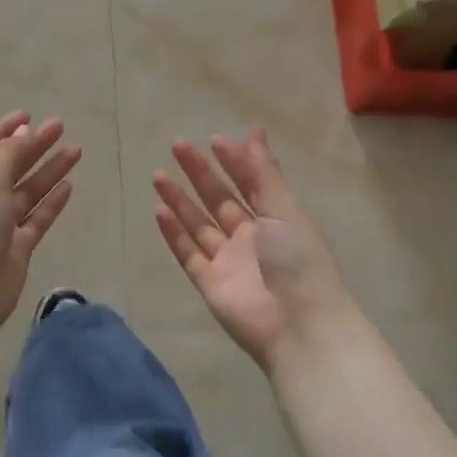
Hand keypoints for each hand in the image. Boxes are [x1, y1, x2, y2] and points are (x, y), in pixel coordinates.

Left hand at [0, 112, 79, 353]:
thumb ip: (9, 153)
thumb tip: (23, 129)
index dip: (6, 130)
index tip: (30, 115)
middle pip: (11, 165)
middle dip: (34, 146)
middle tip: (61, 128)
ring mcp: (0, 223)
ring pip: (28, 191)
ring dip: (49, 171)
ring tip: (76, 151)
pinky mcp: (17, 247)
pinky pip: (37, 217)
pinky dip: (52, 202)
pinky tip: (69, 185)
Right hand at [151, 128, 358, 372]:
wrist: (299, 326)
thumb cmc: (299, 262)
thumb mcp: (284, 211)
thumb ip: (263, 173)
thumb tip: (254, 129)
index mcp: (275, 220)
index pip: (249, 183)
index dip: (233, 161)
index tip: (213, 139)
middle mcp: (249, 238)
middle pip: (218, 199)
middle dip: (199, 173)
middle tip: (177, 145)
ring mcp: (227, 261)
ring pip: (198, 224)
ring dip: (179, 200)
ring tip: (158, 175)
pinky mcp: (209, 283)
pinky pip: (187, 253)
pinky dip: (174, 233)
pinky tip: (159, 211)